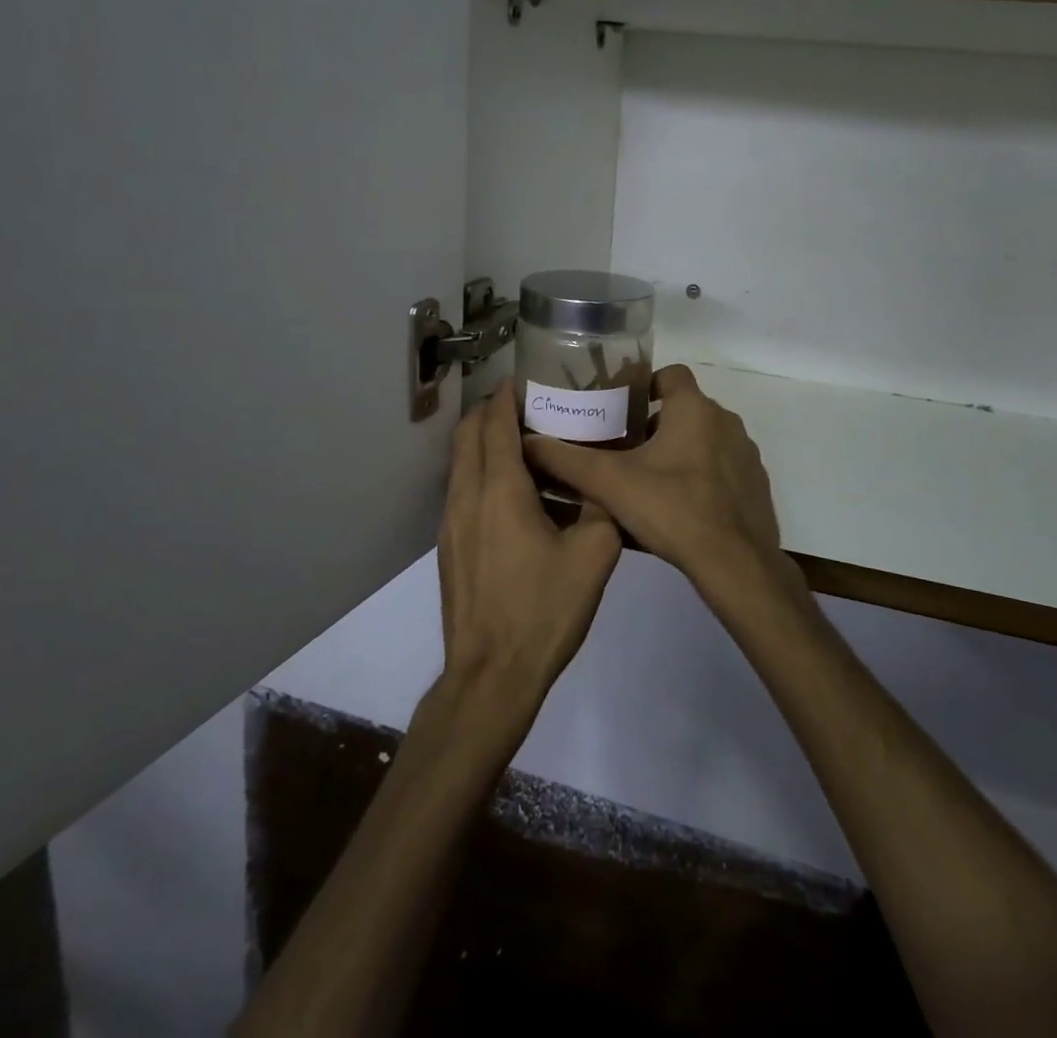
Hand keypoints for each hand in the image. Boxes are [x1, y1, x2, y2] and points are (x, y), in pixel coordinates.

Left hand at [437, 385, 621, 718]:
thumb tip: (606, 485)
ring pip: (461, 463)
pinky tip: (517, 496)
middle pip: (468, 435)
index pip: (494, 423)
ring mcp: (451, 524)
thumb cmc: (544, 610)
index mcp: (500, 489)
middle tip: (529, 406)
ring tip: (527, 445)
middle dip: (491, 411)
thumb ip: (604, 507)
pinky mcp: (449, 547)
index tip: (528, 379)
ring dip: (485, 443)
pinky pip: (463, 491)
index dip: (507, 396)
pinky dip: (482, 474)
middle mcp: (467, 496)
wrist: (491, 676)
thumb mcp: (595, 554)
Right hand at [523, 365, 794, 600]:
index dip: (646, 384)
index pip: (671, 374)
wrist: (735, 563)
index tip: (621, 407)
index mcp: (694, 409)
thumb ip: (567, 460)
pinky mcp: (755, 484)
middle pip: (685, 410)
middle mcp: (725, 422)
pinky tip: (680, 507)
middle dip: (655, 425)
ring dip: (680, 452)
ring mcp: (745, 454)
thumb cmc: (673, 509)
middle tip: (624, 451)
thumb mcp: (610, 483)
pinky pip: (723, 468)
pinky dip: (703, 477)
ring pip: (705, 440)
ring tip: (648, 482)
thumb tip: (527, 442)